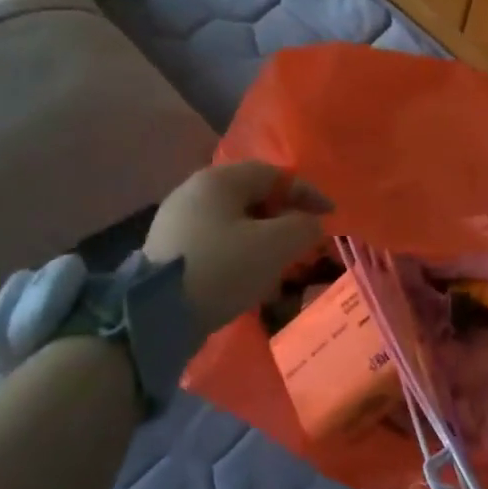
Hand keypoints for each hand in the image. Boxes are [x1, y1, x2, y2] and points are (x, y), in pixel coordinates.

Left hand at [143, 162, 332, 333]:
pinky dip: (240, 256)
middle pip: (252, 197)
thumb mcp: (276, 245)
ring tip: (280, 266)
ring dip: (263, 240)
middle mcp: (193, 192)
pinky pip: (216, 244)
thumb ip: (303, 226)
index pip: (273, 174)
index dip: (306, 193)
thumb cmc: (223, 268)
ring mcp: (176, 222)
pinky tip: (250, 281)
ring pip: (234, 223)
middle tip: (304, 240)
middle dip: (284, 218)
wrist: (156, 314)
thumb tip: (310, 223)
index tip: (330, 215)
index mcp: (219, 180)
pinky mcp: (168, 251)